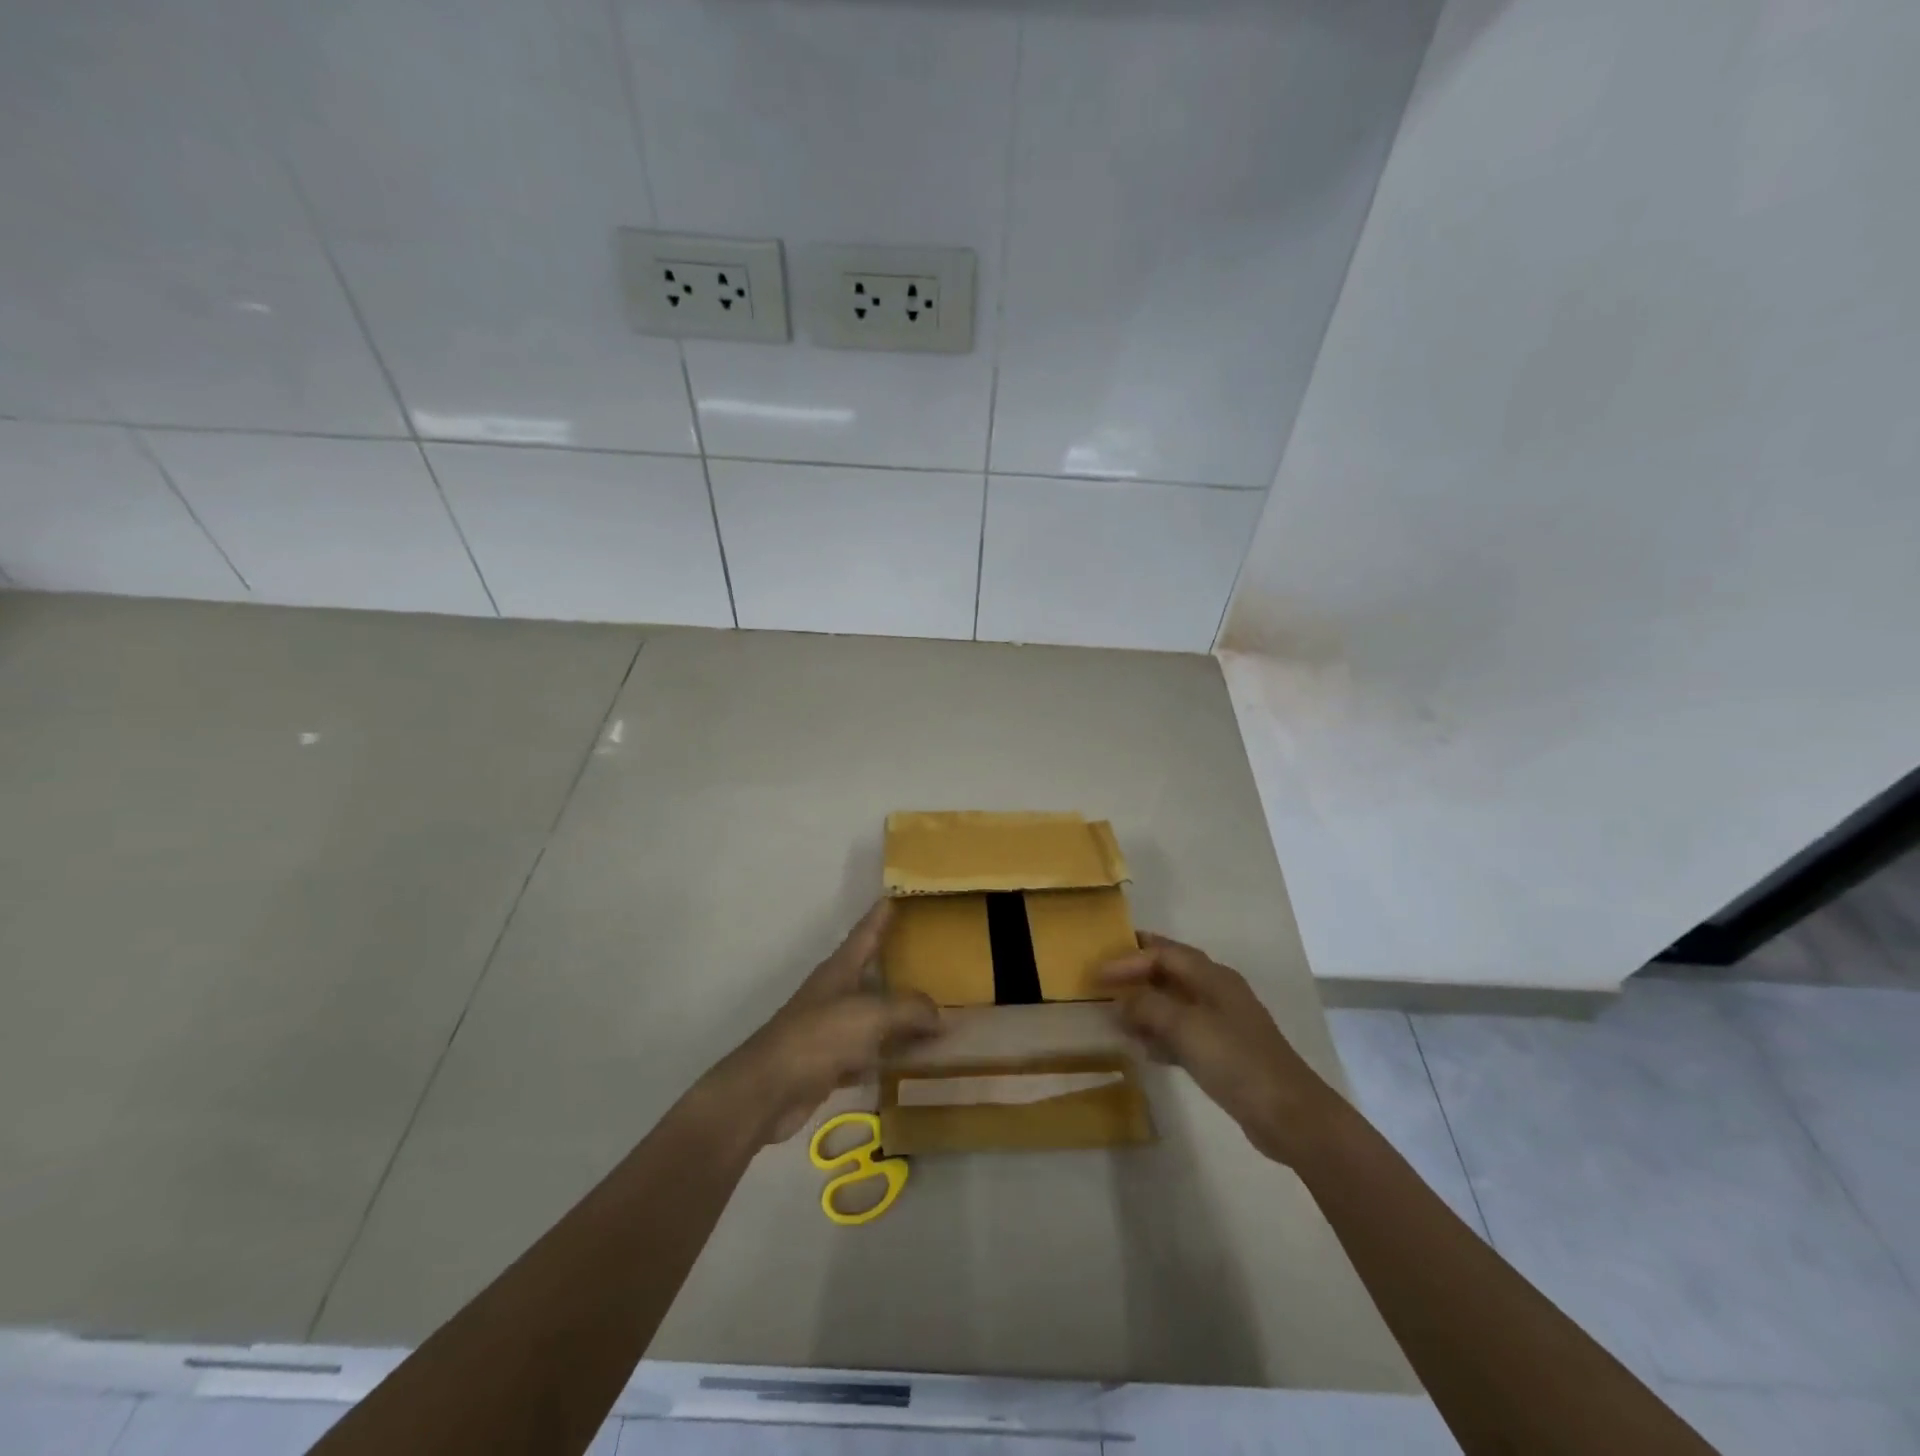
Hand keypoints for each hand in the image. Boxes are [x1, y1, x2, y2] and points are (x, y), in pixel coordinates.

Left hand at [703, 901, 940, 1145]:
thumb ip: (908, 1009)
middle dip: (900, 964)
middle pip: (873, 972)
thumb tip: (940, 1015)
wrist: (768, 1091)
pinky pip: (872, 1051)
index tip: (898, 895)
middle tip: (934, 955)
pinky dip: (893, 1053)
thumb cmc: (818, 1037)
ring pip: (876, 1014)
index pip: (865, 932)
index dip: (881, 914)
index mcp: (840, 969)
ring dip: (902, 1014)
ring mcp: (833, 1029)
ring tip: (938, 1009)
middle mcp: (837, 993)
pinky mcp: (832, 1062)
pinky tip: (916, 1058)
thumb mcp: (869, 1015)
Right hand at [1097, 932, 1340, 1163]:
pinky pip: (1183, 1034)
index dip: (1129, 958)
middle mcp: (1217, 993)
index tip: (1097, 974)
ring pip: (1175, 1005)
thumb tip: (1120, 1002)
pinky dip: (1161, 1036)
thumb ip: (1148, 1008)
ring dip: (1147, 1007)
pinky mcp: (1224, 1054)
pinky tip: (1144, 1050)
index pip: (1164, 953)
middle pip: (1171, 973)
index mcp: (1212, 977)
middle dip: (1138, 974)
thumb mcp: (1185, 1027)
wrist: (1288, 1114)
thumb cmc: (1235, 1060)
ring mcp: (1222, 1024)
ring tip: (1116, 1016)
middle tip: (1104, 979)